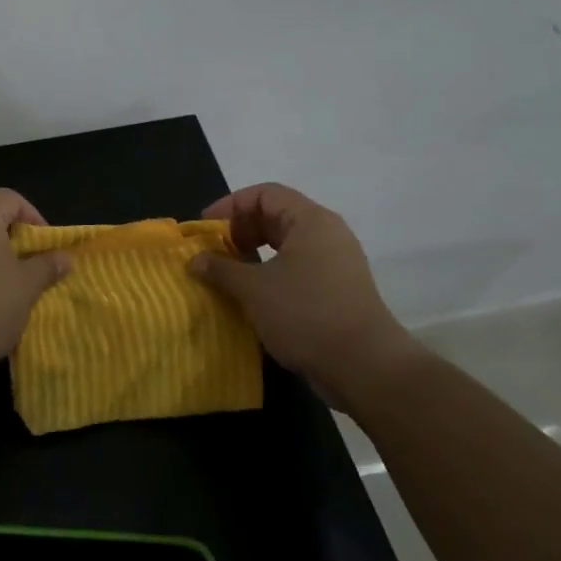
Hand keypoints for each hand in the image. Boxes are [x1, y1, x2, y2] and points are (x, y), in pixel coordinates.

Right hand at [189, 183, 421, 412]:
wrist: (365, 366)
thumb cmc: (306, 314)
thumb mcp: (253, 289)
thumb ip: (221, 269)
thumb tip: (195, 260)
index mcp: (311, 221)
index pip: (265, 194)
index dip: (230, 205)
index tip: (206, 229)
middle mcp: (327, 234)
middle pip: (276, 215)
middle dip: (241, 230)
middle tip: (215, 252)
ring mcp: (337, 263)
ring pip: (288, 244)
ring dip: (255, 254)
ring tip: (230, 274)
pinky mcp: (339, 289)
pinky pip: (298, 267)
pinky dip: (272, 273)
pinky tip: (254, 296)